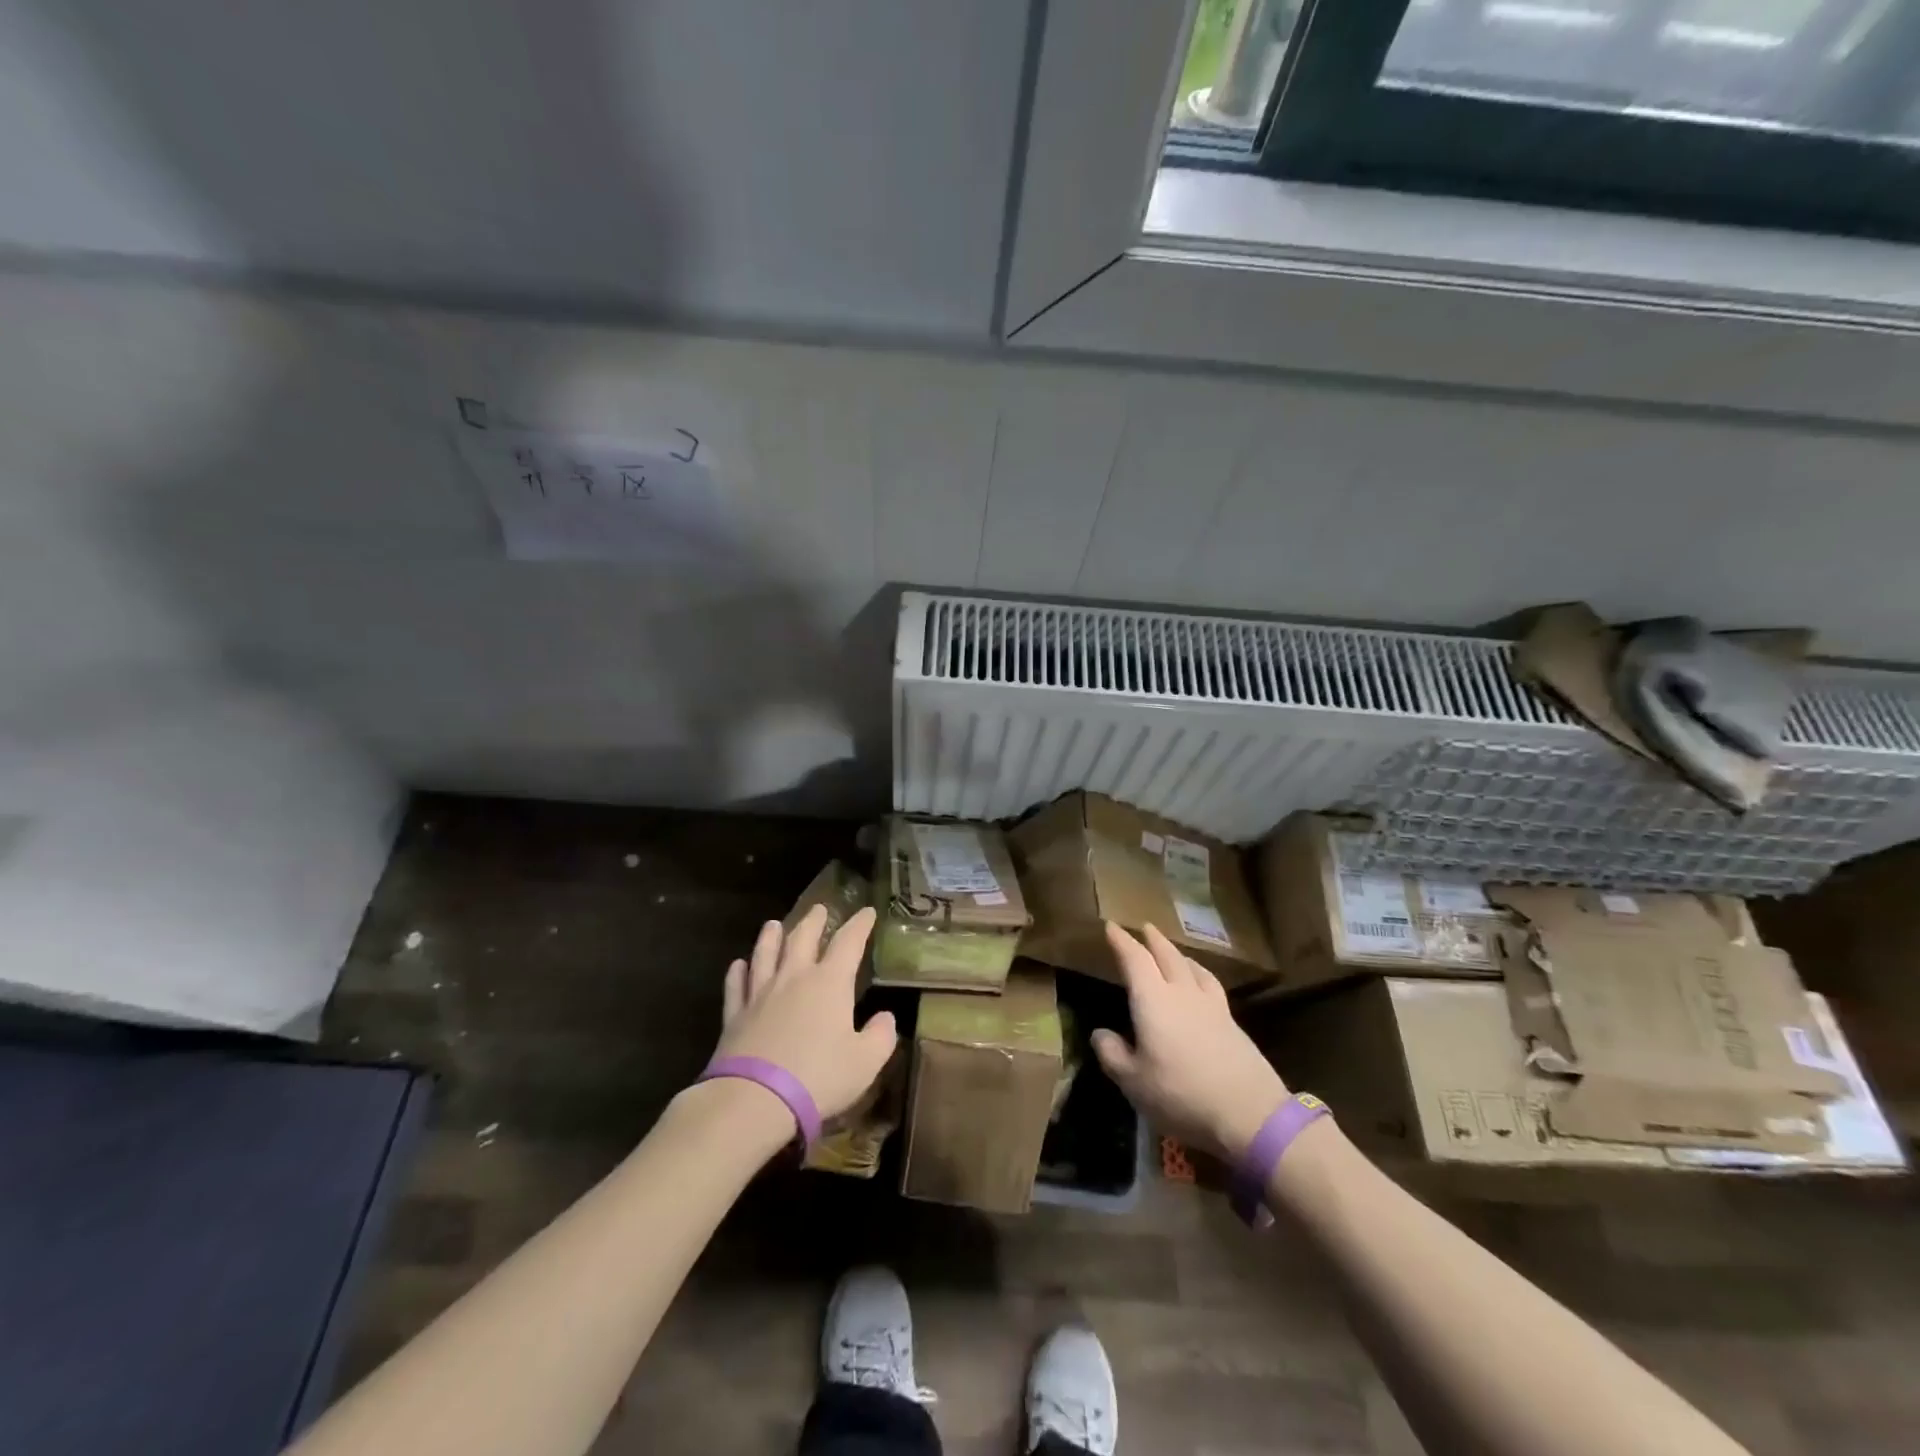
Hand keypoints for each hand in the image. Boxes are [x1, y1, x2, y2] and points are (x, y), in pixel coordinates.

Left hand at [713, 904, 896, 1122]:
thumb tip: (886, 1017)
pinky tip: (737, 965)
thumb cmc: (818, 1077)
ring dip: (770, 936)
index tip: (866, 912)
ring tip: (773, 924)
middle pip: (802, 938)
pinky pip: (736, 986)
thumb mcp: (865, 1061)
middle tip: (819, 909)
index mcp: (830, 982)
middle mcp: (794, 978)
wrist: (754, 1099)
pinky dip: (737, 973)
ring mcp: (760, 994)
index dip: (859, 925)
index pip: (848, 942)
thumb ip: (881, 1036)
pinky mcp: (735, 1016)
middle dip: (813, 921)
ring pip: (765, 954)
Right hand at [1091, 922, 1288, 1163]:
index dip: (1121, 941)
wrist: (1249, 1113)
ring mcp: (1211, 1006)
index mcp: (1153, 1000)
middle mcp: (1182, 993)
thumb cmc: (1181, 1095)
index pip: (1135, 960)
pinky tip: (1201, 984)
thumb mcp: (1133, 1082)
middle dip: (1153, 940)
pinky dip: (1200, 974)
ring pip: (1193, 968)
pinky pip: (1210, 984)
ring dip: (1178, 954)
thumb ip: (1113, 1054)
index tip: (1111, 926)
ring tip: (1173, 952)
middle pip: (1167, 956)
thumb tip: (1100, 1034)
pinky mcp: (1232, 1023)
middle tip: (1144, 927)